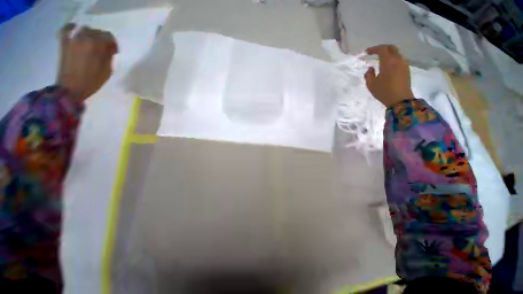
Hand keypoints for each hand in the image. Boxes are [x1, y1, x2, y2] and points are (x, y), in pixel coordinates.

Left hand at [57, 24, 117, 100]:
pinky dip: (71, 27)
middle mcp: (84, 38)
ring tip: (91, 44)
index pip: (109, 37)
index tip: (113, 52)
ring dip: (91, 35)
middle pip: (97, 32)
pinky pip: (66, 29)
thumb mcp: (107, 70)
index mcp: (97, 45)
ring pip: (85, 29)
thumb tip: (109, 49)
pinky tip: (74, 30)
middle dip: (103, 40)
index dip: (113, 44)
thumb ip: (108, 56)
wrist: (71, 88)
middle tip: (104, 50)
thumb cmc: (92, 81)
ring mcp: (73, 39)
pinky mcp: (64, 43)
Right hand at [364, 44, 414, 106]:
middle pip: (391, 47)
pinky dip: (392, 58)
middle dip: (382, 48)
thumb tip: (370, 68)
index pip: (382, 49)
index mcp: (388, 62)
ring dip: (388, 53)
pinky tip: (388, 65)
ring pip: (396, 53)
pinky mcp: (406, 69)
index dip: (374, 49)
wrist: (400, 99)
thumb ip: (368, 75)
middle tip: (375, 52)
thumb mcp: (371, 85)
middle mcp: (398, 59)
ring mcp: (404, 63)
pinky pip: (399, 59)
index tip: (367, 52)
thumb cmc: (384, 91)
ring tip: (381, 58)